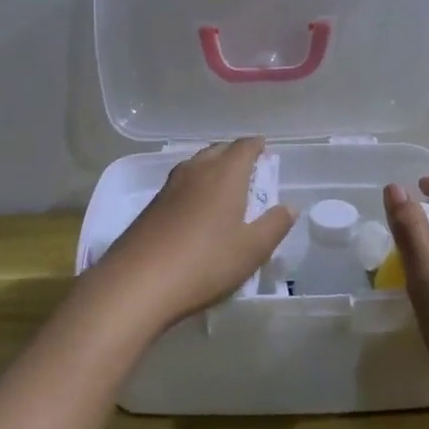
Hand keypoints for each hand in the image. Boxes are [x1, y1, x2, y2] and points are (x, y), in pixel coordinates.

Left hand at [94, 138, 295, 329]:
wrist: (138, 282)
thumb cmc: (205, 262)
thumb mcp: (252, 249)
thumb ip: (274, 225)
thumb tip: (289, 206)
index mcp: (225, 175)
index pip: (243, 148)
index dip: (256, 146)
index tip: (264, 149)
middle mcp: (196, 171)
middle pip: (217, 151)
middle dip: (234, 154)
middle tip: (248, 167)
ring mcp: (169, 188)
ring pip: (195, 165)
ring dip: (211, 167)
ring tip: (223, 184)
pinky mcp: (151, 207)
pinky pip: (180, 184)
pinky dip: (193, 186)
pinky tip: (195, 206)